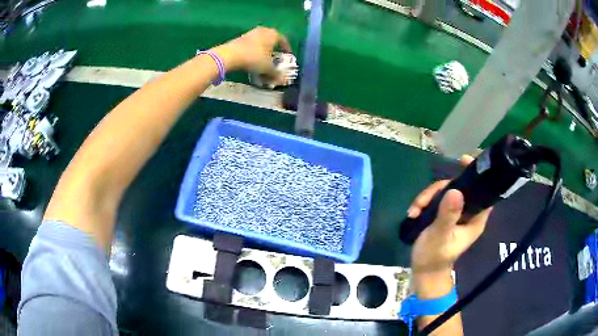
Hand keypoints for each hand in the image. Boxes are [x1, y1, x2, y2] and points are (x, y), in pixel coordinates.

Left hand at [212, 27, 291, 75]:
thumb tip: (283, 80)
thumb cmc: (253, 58)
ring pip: (261, 41)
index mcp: (273, 34)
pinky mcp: (240, 38)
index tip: (288, 55)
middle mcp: (263, 30)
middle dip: (274, 47)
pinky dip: (254, 50)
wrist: (229, 55)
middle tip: (276, 55)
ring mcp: (251, 33)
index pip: (283, 40)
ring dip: (263, 48)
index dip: (287, 48)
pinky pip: (251, 44)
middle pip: (272, 38)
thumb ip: (276, 74)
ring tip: (264, 58)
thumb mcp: (267, 68)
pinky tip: (252, 58)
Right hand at [409, 155, 491, 277]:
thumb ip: (448, 215)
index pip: (483, 191)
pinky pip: (436, 199)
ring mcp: (455, 213)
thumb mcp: (440, 236)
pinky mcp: (444, 215)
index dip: (477, 174)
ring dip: (427, 197)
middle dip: (438, 189)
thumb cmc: (434, 257)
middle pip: (459, 187)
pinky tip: (413, 212)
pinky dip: (424, 203)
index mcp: (475, 218)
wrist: (423, 271)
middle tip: (421, 201)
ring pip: (445, 192)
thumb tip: (455, 190)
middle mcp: (468, 213)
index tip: (463, 160)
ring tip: (414, 210)